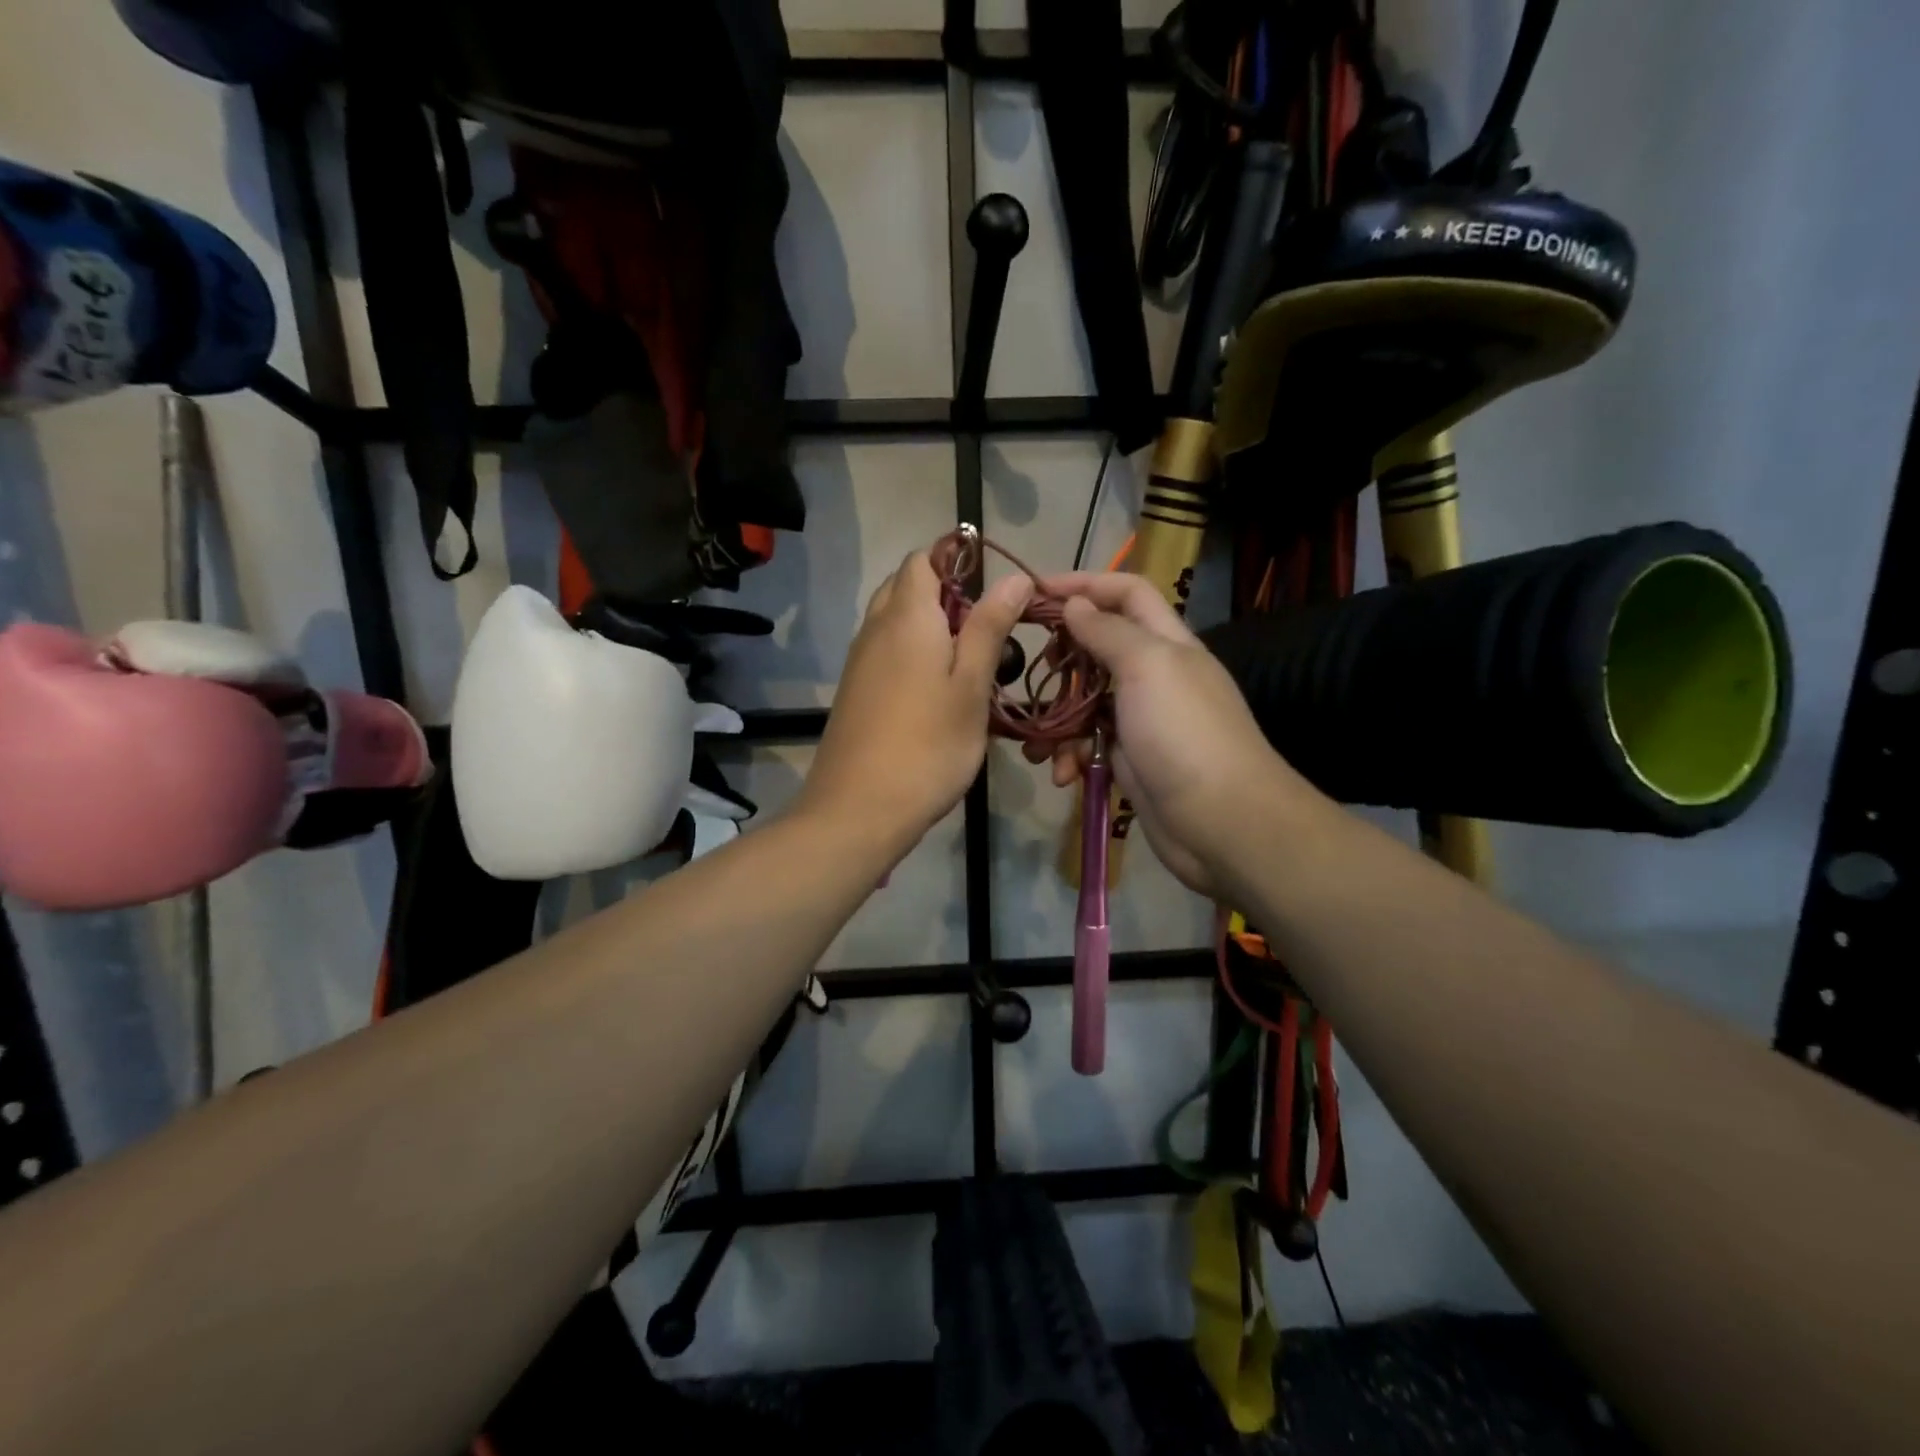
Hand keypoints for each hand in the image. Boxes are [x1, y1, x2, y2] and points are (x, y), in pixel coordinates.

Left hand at [797, 548, 1031, 856]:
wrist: (858, 809)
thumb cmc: (927, 746)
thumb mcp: (971, 687)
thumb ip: (989, 628)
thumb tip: (1013, 577)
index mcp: (907, 616)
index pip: (923, 559)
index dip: (958, 563)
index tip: (994, 595)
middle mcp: (875, 627)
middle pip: (907, 586)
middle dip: (946, 597)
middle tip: (985, 635)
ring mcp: (859, 660)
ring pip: (894, 621)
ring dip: (929, 629)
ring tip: (966, 668)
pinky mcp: (854, 690)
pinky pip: (885, 652)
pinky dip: (911, 655)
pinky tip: (935, 694)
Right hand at [1034, 573, 1309, 897]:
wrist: (1220, 821)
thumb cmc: (1183, 733)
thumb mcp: (1147, 667)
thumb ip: (1108, 631)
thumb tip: (1075, 603)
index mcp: (1166, 642)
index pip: (1126, 593)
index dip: (1084, 584)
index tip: (1035, 592)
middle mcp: (1154, 675)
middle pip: (1100, 647)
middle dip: (1064, 658)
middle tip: (1037, 669)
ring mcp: (1141, 720)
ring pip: (1087, 702)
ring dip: (1058, 720)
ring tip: (1037, 745)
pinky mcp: (1130, 759)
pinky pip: (1090, 744)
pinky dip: (1072, 756)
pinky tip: (1065, 774)